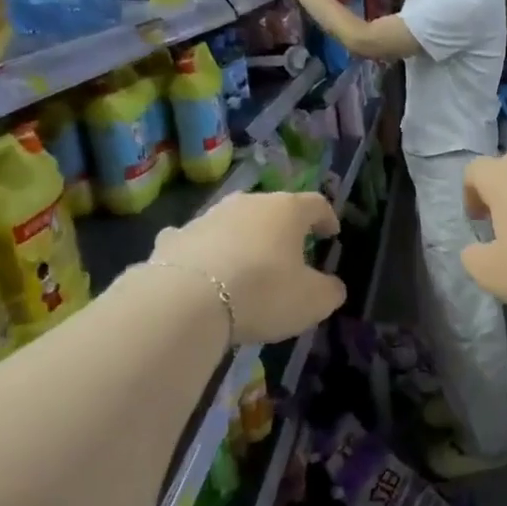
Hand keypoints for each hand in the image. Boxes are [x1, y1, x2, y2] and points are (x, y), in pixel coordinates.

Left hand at [151, 190, 343, 343]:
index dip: (327, 218)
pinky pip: (197, 241)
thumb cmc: (264, 293)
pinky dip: (205, 251)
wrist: (185, 302)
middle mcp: (247, 203)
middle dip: (283, 228)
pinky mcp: (173, 238)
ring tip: (248, 265)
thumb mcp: (313, 301)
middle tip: (290, 251)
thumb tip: (333, 286)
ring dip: (244, 239)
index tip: (332, 233)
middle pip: (272, 209)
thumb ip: (330, 291)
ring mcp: (206, 217)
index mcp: (286, 211)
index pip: (315, 204)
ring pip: (233, 222)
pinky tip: (204, 271)